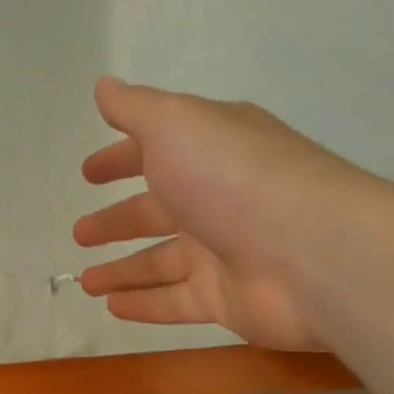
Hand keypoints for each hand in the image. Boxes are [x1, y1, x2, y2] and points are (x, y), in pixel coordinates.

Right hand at [73, 77, 365, 350]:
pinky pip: (175, 302)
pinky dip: (144, 304)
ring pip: (160, 262)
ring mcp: (223, 251)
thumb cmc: (233, 177)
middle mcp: (217, 198)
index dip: (119, 160)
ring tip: (84, 281)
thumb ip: (135, 108)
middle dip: (116, 221)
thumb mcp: (175, 124)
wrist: (312, 253)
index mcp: (209, 150)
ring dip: (122, 269)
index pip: (155, 151)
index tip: (89, 174)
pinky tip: (112, 307)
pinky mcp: (227, 299)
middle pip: (156, 211)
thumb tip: (104, 86)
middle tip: (80, 233)